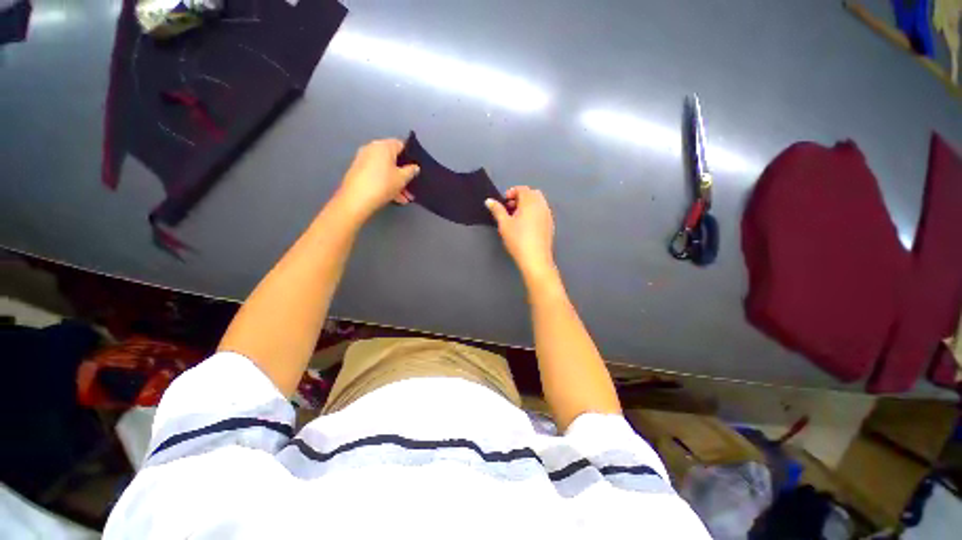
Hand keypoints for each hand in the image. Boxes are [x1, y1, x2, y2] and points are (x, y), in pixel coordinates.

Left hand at [335, 139, 419, 220]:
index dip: (411, 157)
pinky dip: (386, 183)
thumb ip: (411, 171)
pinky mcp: (358, 171)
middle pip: (393, 159)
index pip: (401, 145)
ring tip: (404, 198)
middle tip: (411, 187)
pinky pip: (377, 174)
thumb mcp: (402, 179)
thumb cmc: (383, 185)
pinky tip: (394, 198)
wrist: (356, 199)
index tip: (416, 169)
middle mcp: (372, 148)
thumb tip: (415, 167)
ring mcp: (363, 159)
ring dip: (396, 182)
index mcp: (383, 146)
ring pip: (385, 169)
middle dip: (403, 174)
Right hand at [485, 186, 556, 279]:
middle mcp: (542, 205)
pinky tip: (525, 226)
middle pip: (532, 194)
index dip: (511, 192)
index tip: (503, 203)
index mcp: (531, 202)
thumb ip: (497, 210)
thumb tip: (489, 201)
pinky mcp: (550, 225)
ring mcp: (548, 215)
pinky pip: (541, 212)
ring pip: (538, 203)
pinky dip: (533, 213)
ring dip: (527, 205)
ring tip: (516, 218)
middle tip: (509, 209)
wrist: (535, 259)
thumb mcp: (504, 224)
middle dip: (520, 198)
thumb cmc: (518, 240)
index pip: (522, 189)